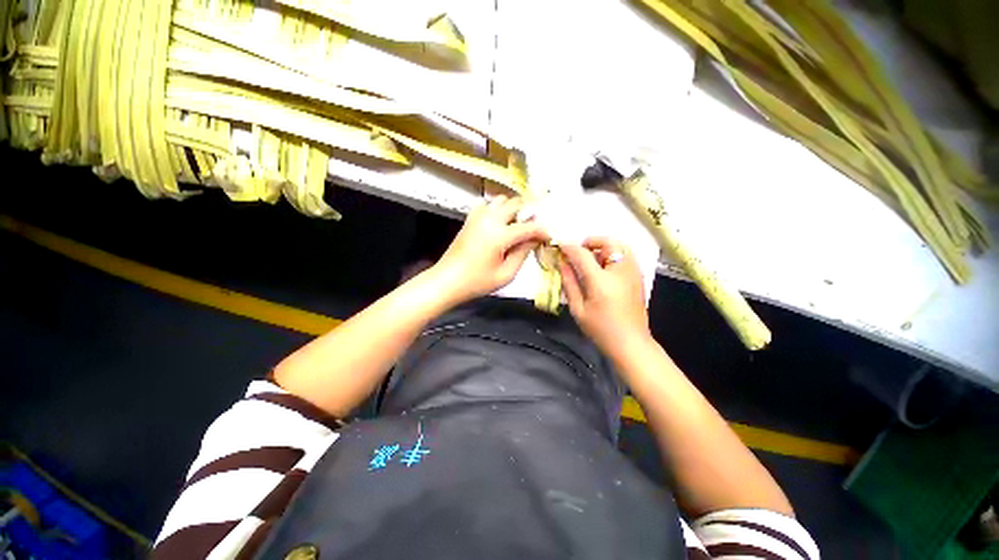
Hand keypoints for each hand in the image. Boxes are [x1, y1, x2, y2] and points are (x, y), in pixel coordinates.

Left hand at [432, 195, 548, 303]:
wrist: (447, 280)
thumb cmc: (477, 282)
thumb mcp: (506, 274)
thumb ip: (523, 253)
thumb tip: (534, 239)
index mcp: (500, 235)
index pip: (529, 226)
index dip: (542, 230)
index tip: (549, 236)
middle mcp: (490, 219)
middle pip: (516, 203)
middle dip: (530, 212)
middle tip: (536, 226)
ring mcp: (478, 216)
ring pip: (502, 200)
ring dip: (514, 208)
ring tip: (519, 224)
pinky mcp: (470, 219)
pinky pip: (488, 204)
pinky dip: (498, 209)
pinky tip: (500, 223)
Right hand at [559, 237, 650, 356]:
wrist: (631, 344)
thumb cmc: (601, 329)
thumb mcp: (578, 309)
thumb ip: (569, 283)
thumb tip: (562, 263)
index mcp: (601, 280)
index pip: (582, 254)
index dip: (569, 247)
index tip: (560, 246)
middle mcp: (621, 271)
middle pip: (608, 241)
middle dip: (591, 241)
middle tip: (579, 252)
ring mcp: (633, 273)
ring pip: (620, 246)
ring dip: (603, 247)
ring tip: (591, 261)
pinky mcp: (639, 277)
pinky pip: (626, 256)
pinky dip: (613, 255)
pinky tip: (604, 270)